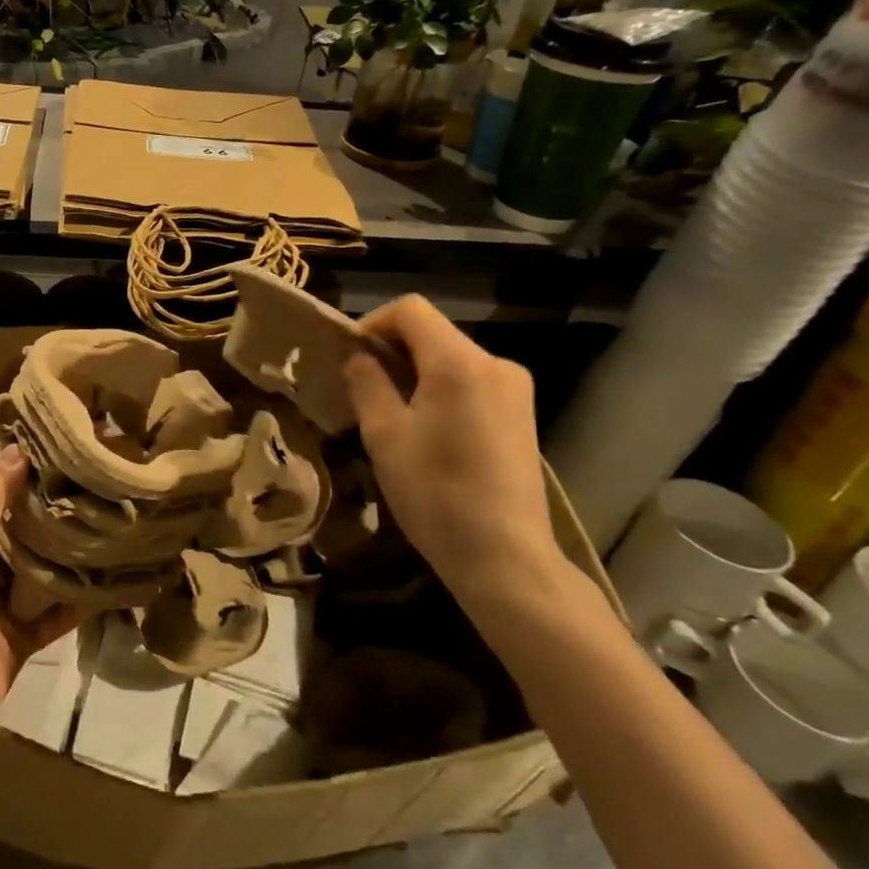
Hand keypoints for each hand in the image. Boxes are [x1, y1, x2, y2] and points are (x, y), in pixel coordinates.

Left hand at [0, 445, 82, 743]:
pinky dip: (76, 604)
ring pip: (41, 576)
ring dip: (66, 560)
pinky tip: (107, 586)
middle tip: (91, 489)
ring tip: (105, 529)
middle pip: (21, 538)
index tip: (51, 455)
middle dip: (49, 519)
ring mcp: (4, 606)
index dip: (15, 479)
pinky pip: (55, 617)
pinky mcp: (23, 638)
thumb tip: (14, 451)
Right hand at [342, 295, 571, 626]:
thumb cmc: (436, 494)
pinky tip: (425, 431)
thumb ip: (366, 381)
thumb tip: (356, 353)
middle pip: (431, 333)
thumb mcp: (385, 434)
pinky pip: (469, 382)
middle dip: (391, 352)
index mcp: (460, 362)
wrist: (505, 558)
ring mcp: (514, 389)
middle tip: (360, 391)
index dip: (372, 324)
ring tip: (388, 415)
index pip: (410, 310)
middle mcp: (495, 363)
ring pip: (449, 358)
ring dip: (413, 373)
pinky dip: (438, 390)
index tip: (349, 359)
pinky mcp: (519, 414)